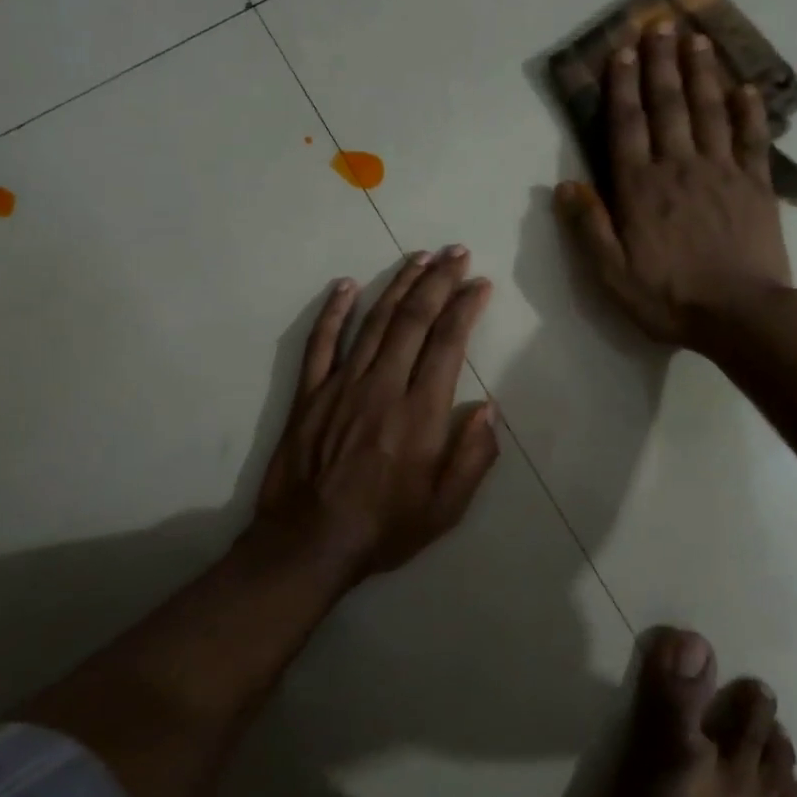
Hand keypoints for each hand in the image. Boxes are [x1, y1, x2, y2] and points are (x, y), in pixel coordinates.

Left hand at [254, 248, 499, 581]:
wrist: (308, 544)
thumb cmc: (385, 527)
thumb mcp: (446, 508)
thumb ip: (473, 456)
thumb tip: (488, 409)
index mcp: (420, 413)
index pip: (448, 343)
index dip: (465, 308)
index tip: (479, 284)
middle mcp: (382, 387)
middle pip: (413, 320)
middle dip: (438, 281)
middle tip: (456, 252)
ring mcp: (341, 386)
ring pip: (374, 321)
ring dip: (398, 284)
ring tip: (419, 256)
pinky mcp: (309, 394)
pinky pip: (321, 342)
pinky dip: (333, 311)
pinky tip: (346, 285)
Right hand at [554, 22, 790, 347]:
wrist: (740, 315)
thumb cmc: (669, 298)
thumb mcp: (612, 275)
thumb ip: (588, 228)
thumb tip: (565, 186)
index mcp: (640, 188)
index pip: (627, 125)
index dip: (622, 86)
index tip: (622, 50)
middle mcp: (679, 167)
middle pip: (668, 105)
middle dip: (660, 63)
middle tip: (659, 24)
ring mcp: (722, 172)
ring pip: (709, 111)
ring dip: (701, 72)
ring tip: (696, 39)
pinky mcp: (756, 185)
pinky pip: (753, 139)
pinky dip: (749, 111)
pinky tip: (746, 88)